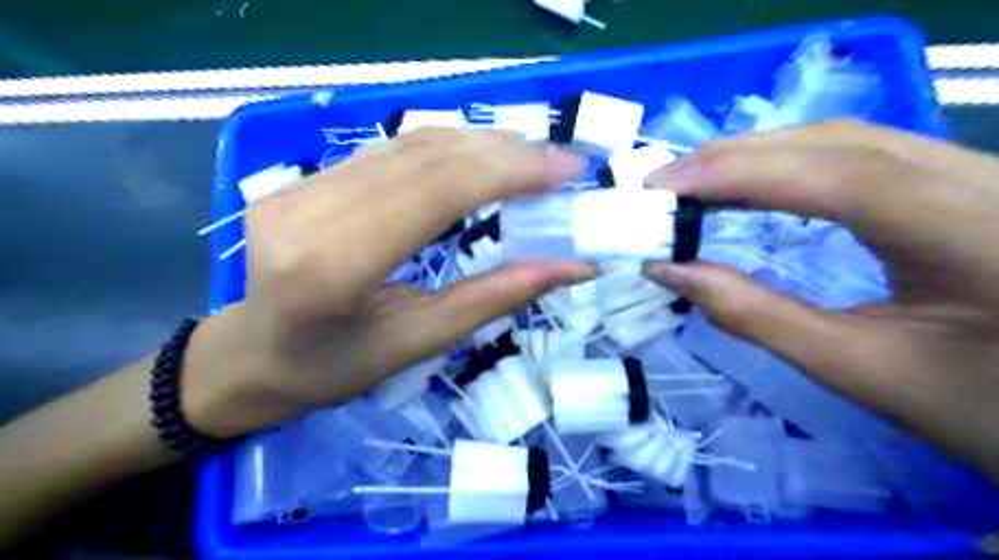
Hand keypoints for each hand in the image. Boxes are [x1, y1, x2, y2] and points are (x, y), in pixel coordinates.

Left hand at [182, 130, 590, 438]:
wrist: (250, 356)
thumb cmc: (332, 369)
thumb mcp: (418, 343)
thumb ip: (494, 298)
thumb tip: (571, 267)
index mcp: (332, 267)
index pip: (433, 193)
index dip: (506, 172)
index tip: (565, 170)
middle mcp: (309, 211)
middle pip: (424, 158)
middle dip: (505, 153)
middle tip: (561, 162)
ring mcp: (300, 186)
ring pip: (409, 144)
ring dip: (480, 145)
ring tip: (532, 159)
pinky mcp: (305, 178)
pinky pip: (390, 150)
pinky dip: (448, 148)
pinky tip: (482, 158)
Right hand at [644, 121, 998, 483]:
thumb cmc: (976, 407)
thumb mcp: (856, 368)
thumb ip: (753, 314)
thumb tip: (666, 270)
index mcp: (976, 233)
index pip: (837, 175)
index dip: (739, 173)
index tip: (662, 187)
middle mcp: (983, 180)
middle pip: (836, 142)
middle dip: (736, 157)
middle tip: (663, 185)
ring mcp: (974, 172)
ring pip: (844, 139)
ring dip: (756, 155)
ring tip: (691, 183)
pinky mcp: (955, 180)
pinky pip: (856, 153)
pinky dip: (786, 162)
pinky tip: (748, 182)